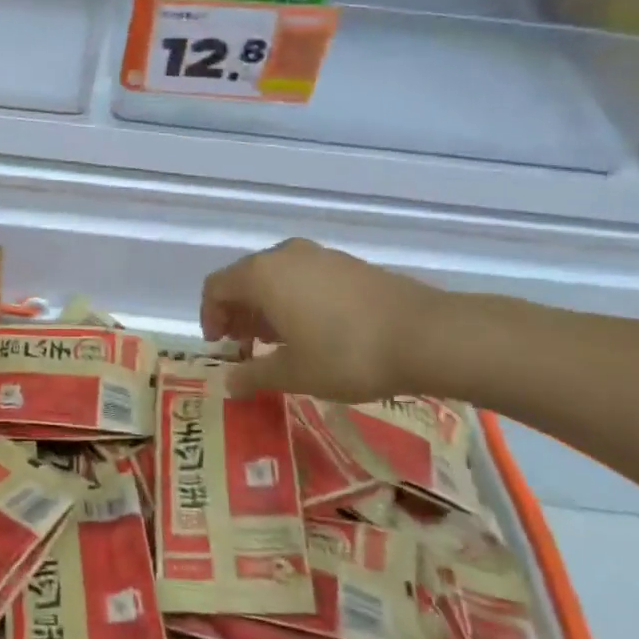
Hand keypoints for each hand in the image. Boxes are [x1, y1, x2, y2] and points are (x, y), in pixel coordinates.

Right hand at [200, 239, 444, 401]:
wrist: (427, 335)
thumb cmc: (347, 355)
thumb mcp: (293, 374)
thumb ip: (253, 374)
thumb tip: (228, 383)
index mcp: (262, 275)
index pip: (216, 287)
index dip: (210, 317)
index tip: (222, 347)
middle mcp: (285, 255)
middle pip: (244, 279)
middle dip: (238, 313)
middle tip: (246, 348)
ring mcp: (319, 255)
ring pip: (275, 277)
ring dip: (266, 307)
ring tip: (278, 344)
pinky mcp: (347, 264)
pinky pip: (303, 277)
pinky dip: (293, 300)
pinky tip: (312, 331)